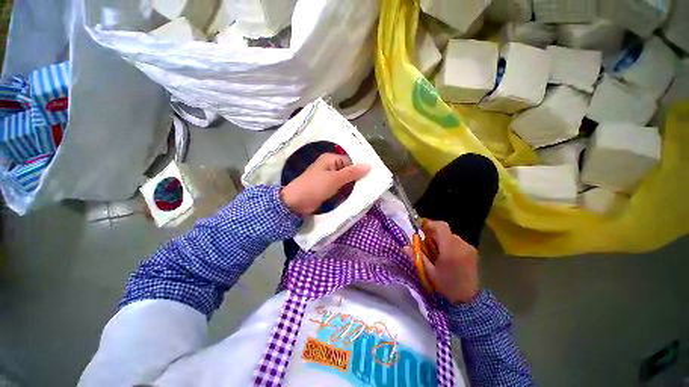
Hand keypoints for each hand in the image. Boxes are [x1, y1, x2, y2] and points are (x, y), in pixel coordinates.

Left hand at [281, 153, 369, 215]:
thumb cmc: (315, 187)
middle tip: (368, 186)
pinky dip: (345, 191)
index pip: (350, 161)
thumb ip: (352, 172)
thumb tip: (369, 165)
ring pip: (344, 180)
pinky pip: (339, 187)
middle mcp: (329, 166)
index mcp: (330, 159)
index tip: (368, 179)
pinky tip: (353, 196)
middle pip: (347, 171)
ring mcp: (327, 178)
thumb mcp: (335, 179)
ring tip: (363, 192)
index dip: (358, 169)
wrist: (296, 203)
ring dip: (351, 186)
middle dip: (356, 179)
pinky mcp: (326, 188)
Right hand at [405, 220, 479, 303]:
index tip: (421, 229)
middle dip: (434, 234)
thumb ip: (418, 257)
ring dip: (442, 239)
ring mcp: (469, 248)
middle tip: (427, 245)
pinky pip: (458, 241)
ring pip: (451, 236)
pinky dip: (450, 244)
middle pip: (445, 231)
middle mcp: (462, 245)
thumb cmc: (446, 286)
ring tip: (437, 252)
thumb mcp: (429, 272)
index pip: (441, 226)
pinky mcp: (473, 251)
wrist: (469, 300)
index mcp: (451, 249)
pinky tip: (447, 255)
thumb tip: (405, 246)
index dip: (430, 224)